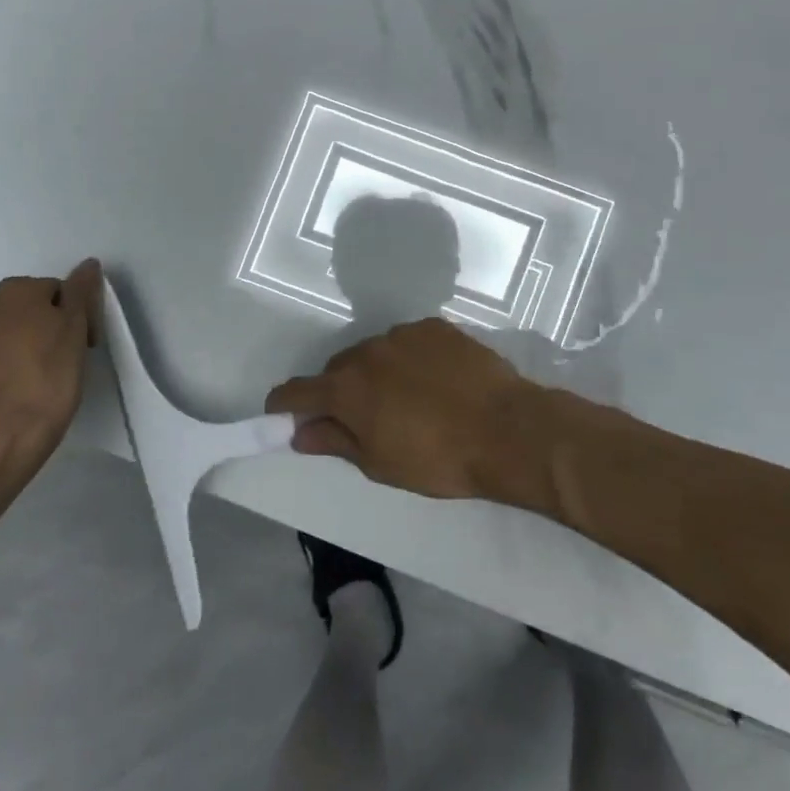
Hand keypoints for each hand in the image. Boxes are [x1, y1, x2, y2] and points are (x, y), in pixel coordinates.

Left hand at [0, 260, 101, 494]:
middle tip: (57, 360)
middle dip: (36, 327)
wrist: (2, 436)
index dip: (72, 315)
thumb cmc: (49, 377)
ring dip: (8, 347)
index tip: (82, 343)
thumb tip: (87, 263)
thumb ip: (80, 292)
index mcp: (14, 292)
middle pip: (19, 311)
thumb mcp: (76, 330)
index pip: (53, 292)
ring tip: (27, 378)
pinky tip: (2, 393)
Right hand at [265, 318, 552, 507]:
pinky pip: (408, 342)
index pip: (295, 391)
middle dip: (338, 393)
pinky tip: (435, 381)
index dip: (283, 406)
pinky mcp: (435, 327)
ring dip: (376, 373)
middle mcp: (367, 351)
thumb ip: (335, 442)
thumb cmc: (438, 458)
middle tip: (362, 420)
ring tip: (406, 400)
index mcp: (346, 388)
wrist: (507, 430)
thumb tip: (300, 433)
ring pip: (373, 353)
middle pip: (336, 370)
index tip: (283, 417)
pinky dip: (409, 360)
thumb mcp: (379, 463)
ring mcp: (403, 334)